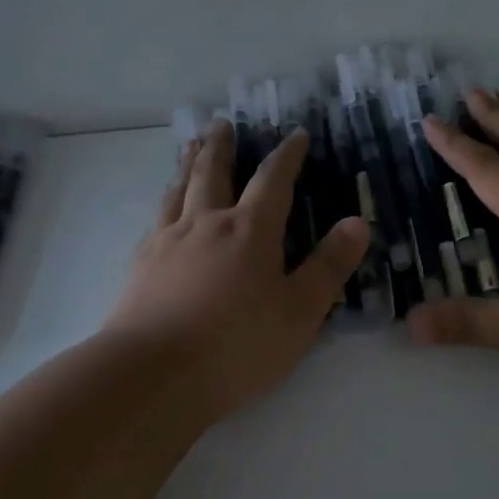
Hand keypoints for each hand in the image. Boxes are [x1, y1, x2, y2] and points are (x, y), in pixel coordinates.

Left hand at [103, 120, 369, 420]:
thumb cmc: (236, 345)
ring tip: (189, 147)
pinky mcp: (141, 265)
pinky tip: (162, 209)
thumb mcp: (299, 312)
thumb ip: (329, 266)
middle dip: (221, 146)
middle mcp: (206, 223)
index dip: (287, 155)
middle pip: (212, 172)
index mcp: (249, 231)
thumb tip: (357, 222)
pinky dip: (164, 202)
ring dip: (187, 164)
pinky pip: (155, 219)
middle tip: (221, 123)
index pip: (273, 180)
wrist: (151, 375)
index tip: (296, 134)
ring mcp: (167, 241)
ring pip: (178, 189)